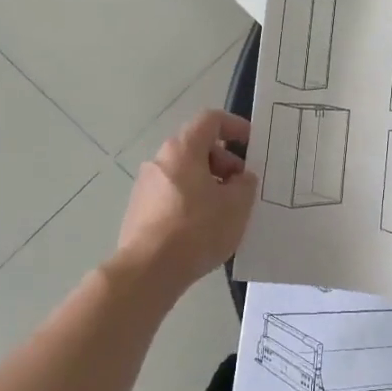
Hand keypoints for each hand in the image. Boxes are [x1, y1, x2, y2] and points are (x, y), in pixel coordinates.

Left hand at [114, 110, 256, 295]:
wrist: (148, 270)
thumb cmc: (197, 229)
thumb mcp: (236, 206)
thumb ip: (245, 184)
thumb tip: (240, 178)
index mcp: (183, 149)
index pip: (210, 120)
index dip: (235, 126)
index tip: (252, 144)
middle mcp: (160, 160)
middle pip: (197, 147)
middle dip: (224, 161)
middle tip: (241, 187)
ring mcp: (145, 185)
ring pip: (184, 172)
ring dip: (208, 183)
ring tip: (225, 211)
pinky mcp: (139, 209)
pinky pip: (172, 194)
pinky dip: (191, 200)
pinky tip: (202, 228)